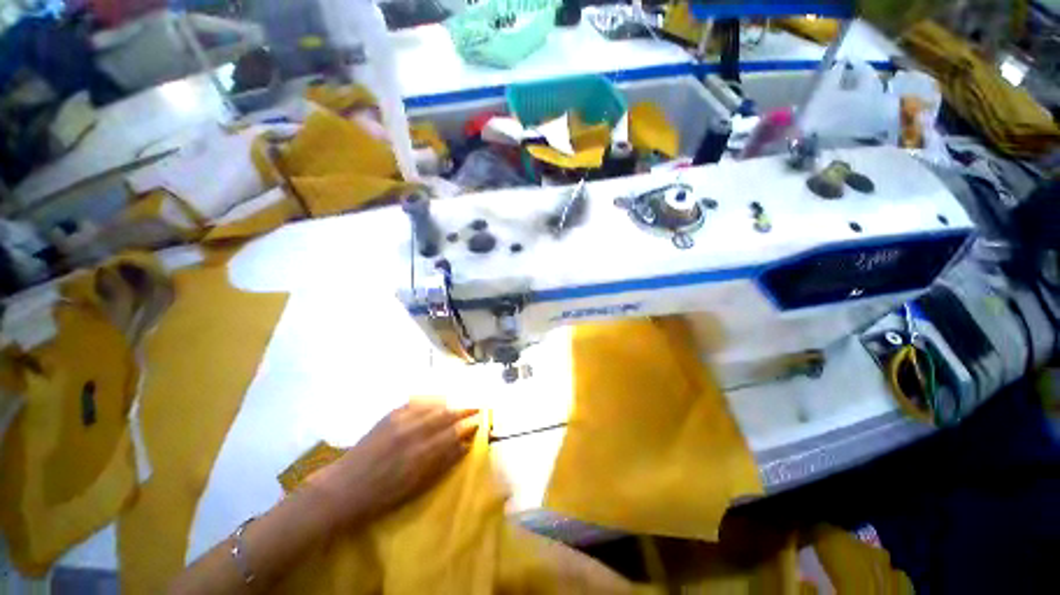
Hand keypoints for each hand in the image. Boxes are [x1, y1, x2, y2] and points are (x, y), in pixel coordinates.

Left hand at [310, 401, 479, 526]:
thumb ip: (444, 462)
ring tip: (461, 403)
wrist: (344, 488)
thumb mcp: (418, 486)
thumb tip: (465, 445)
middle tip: (477, 408)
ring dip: (451, 404)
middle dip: (465, 410)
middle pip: (447, 415)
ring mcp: (402, 420)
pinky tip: (439, 401)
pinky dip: (432, 401)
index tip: (481, 421)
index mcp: (423, 454)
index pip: (455, 432)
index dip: (470, 425)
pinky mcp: (391, 415)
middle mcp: (415, 432)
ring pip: (434, 405)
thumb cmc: (383, 495)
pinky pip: (417, 402)